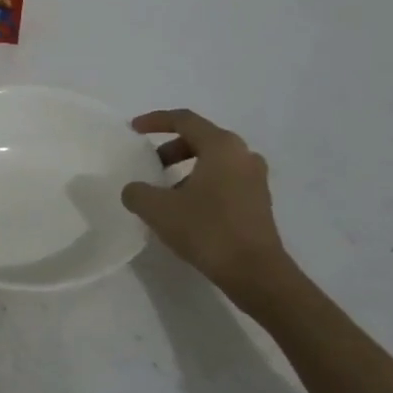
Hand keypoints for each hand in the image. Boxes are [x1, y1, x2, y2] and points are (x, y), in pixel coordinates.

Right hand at [122, 109, 293, 290]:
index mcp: (221, 146)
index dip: (156, 121)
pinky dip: (203, 184)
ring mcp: (255, 178)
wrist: (256, 273)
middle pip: (201, 138)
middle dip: (171, 148)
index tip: (134, 129)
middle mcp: (243, 154)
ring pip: (214, 161)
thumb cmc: (208, 230)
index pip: (185, 120)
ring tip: (166, 192)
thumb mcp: (159, 210)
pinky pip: (225, 180)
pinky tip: (187, 209)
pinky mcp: (258, 201)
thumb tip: (134, 190)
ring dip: (187, 169)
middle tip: (151, 164)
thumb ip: (138, 193)